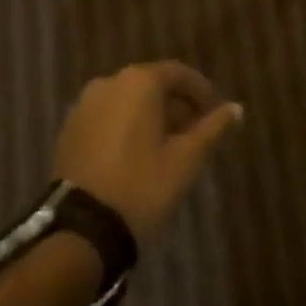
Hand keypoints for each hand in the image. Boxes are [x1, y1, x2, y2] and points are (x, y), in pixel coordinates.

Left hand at [53, 62, 243, 244]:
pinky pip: (108, 117)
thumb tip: (236, 109)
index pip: (179, 74)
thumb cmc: (142, 187)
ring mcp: (84, 106)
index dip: (201, 92)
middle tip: (196, 131)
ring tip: (169, 145)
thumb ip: (213, 128)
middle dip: (176, 104)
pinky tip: (138, 154)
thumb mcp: (186, 159)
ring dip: (151, 116)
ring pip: (128, 101)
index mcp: (139, 82)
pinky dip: (127, 126)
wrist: (80, 232)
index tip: (216, 113)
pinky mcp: (69, 130)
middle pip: (152, 84)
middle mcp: (109, 83)